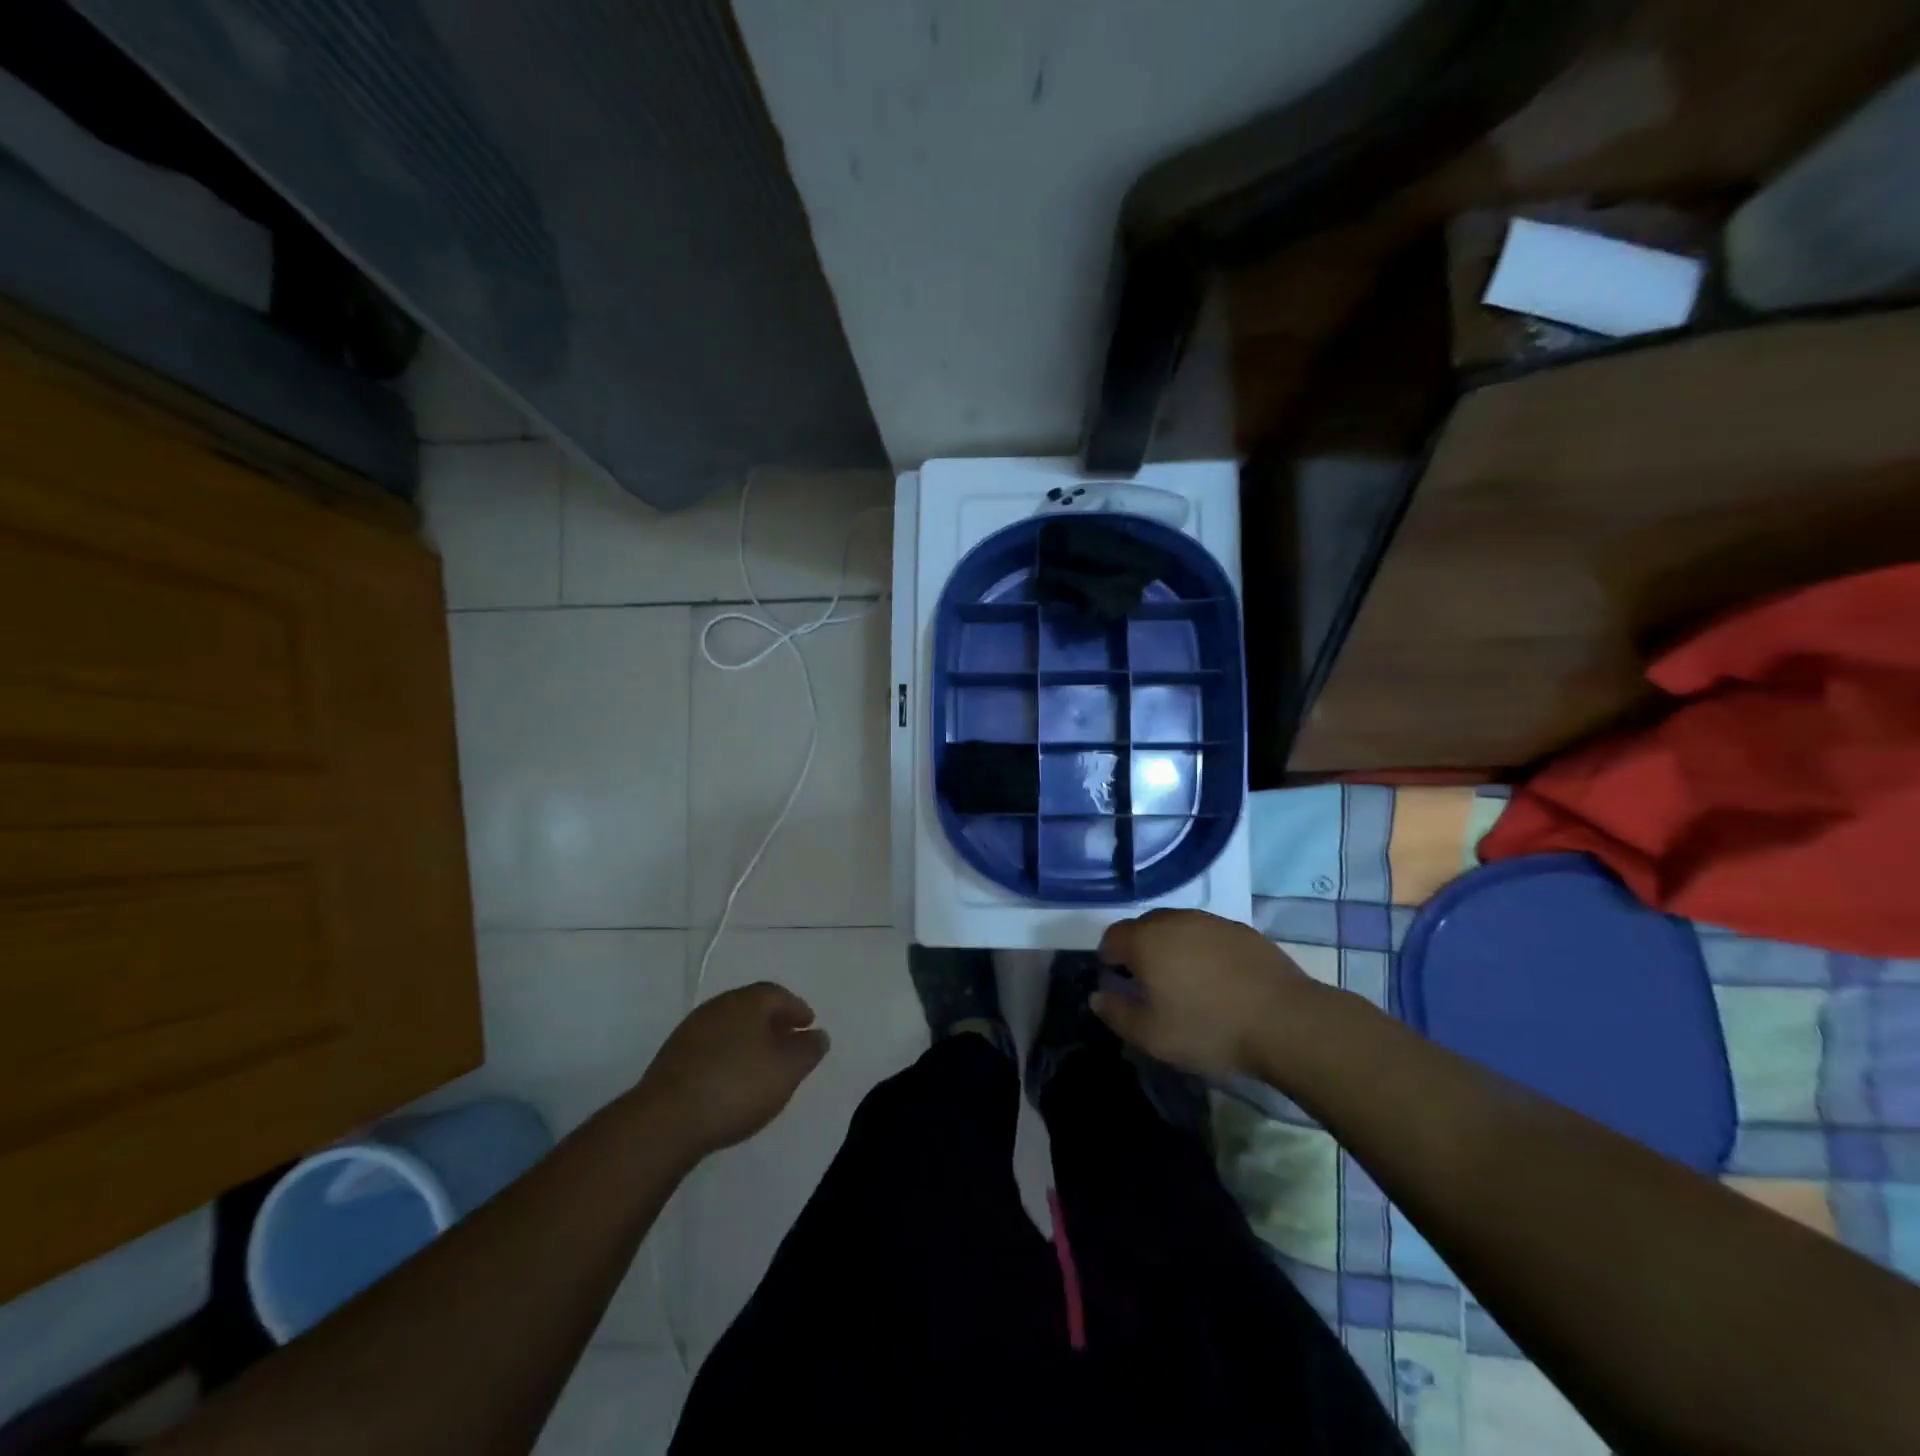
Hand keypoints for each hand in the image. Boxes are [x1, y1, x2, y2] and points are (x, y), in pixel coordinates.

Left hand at [635, 983, 828, 1154]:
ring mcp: (690, 1031)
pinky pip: (710, 1047)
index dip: (796, 1008)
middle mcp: (718, 1007)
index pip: (777, 994)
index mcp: (747, 1002)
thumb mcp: (787, 1070)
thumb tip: (818, 1035)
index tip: (808, 1025)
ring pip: (729, 1027)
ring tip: (762, 1064)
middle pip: (751, 1007)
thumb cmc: (737, 1086)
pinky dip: (727, 1055)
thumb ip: (808, 1049)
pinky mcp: (672, 1058)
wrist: (666, 1120)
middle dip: (772, 1022)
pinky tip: (731, 1079)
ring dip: (748, 1039)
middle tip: (788, 1041)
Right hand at [1092, 910, 1314, 1081]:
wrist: (1286, 1021)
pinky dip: (1203, 951)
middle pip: (1143, 928)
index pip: (1111, 938)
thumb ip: (1115, 1013)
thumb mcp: (1151, 1035)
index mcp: (1145, 940)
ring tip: (1186, 984)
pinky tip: (1218, 981)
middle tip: (1150, 986)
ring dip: (1172, 948)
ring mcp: (1210, 921)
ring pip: (1177, 929)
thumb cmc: (1208, 1028)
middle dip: (1139, 951)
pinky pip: (1207, 935)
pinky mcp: (1241, 930)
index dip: (1108, 961)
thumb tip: (1097, 995)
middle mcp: (1174, 920)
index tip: (1119, 986)